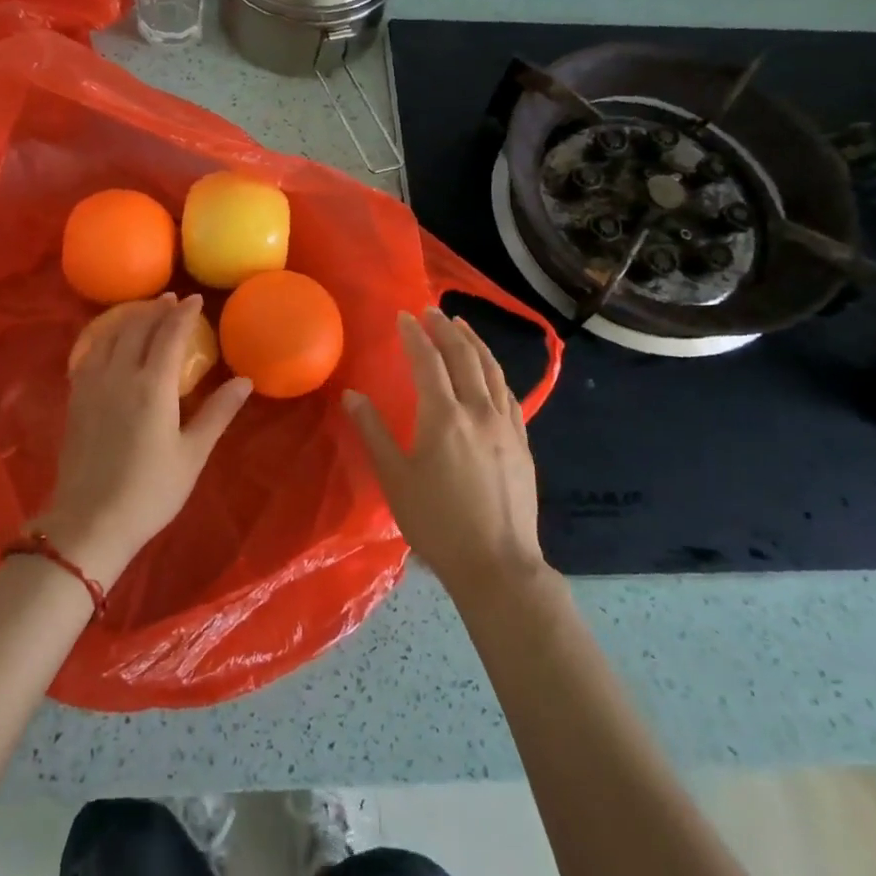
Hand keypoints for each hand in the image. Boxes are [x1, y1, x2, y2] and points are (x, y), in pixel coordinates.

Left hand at [35, 294, 252, 586]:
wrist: (90, 521)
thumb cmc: (150, 491)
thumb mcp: (192, 454)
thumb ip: (217, 413)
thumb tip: (245, 381)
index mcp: (152, 386)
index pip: (169, 334)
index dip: (183, 313)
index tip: (194, 300)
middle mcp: (119, 375)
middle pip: (137, 327)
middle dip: (155, 309)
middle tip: (171, 299)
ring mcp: (91, 385)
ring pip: (109, 336)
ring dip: (128, 318)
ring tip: (143, 312)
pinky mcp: (75, 399)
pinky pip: (89, 353)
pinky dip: (103, 337)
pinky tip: (109, 341)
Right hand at [344, 309, 545, 597]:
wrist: (497, 563)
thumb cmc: (437, 523)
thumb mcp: (394, 479)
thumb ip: (373, 432)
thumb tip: (352, 396)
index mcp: (444, 417)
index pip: (428, 362)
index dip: (415, 336)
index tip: (404, 316)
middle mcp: (479, 411)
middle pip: (464, 357)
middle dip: (446, 330)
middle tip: (432, 311)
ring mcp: (506, 425)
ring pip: (492, 371)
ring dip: (475, 344)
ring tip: (462, 327)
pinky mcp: (522, 443)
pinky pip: (509, 394)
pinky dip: (495, 373)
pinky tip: (490, 373)